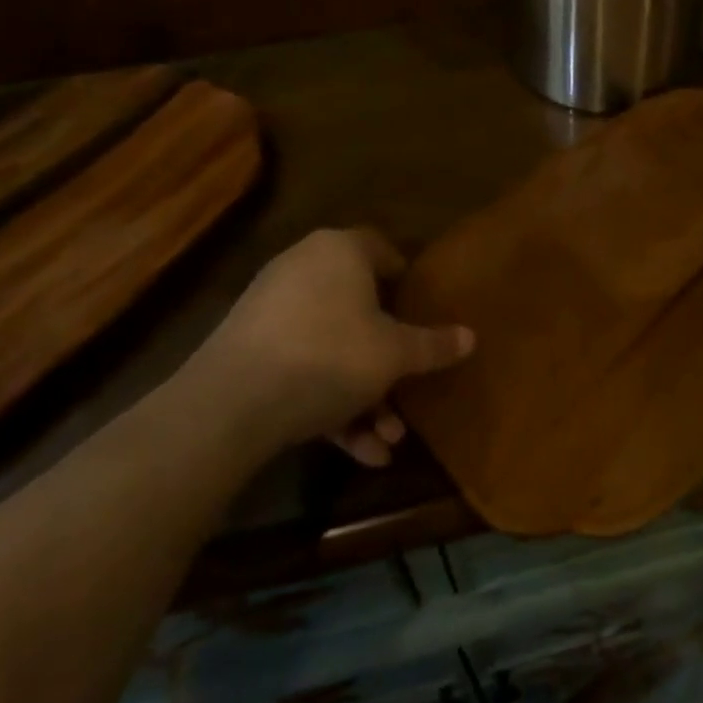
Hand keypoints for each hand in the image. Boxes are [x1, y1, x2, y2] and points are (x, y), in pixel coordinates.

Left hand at [191, 228, 472, 465]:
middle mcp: (305, 269)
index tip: (424, 314)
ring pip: (334, 348)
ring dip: (365, 395)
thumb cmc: (330, 355)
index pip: (383, 251)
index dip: (408, 282)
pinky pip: (303, 368)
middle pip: (360, 311)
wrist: (232, 403)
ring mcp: (273, 310)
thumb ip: (434, 345)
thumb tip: (471, 337)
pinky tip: (359, 452)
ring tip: (388, 442)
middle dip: (389, 362)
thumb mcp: (394, 354)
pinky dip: (331, 404)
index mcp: (340, 251)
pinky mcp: (250, 351)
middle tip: (409, 393)